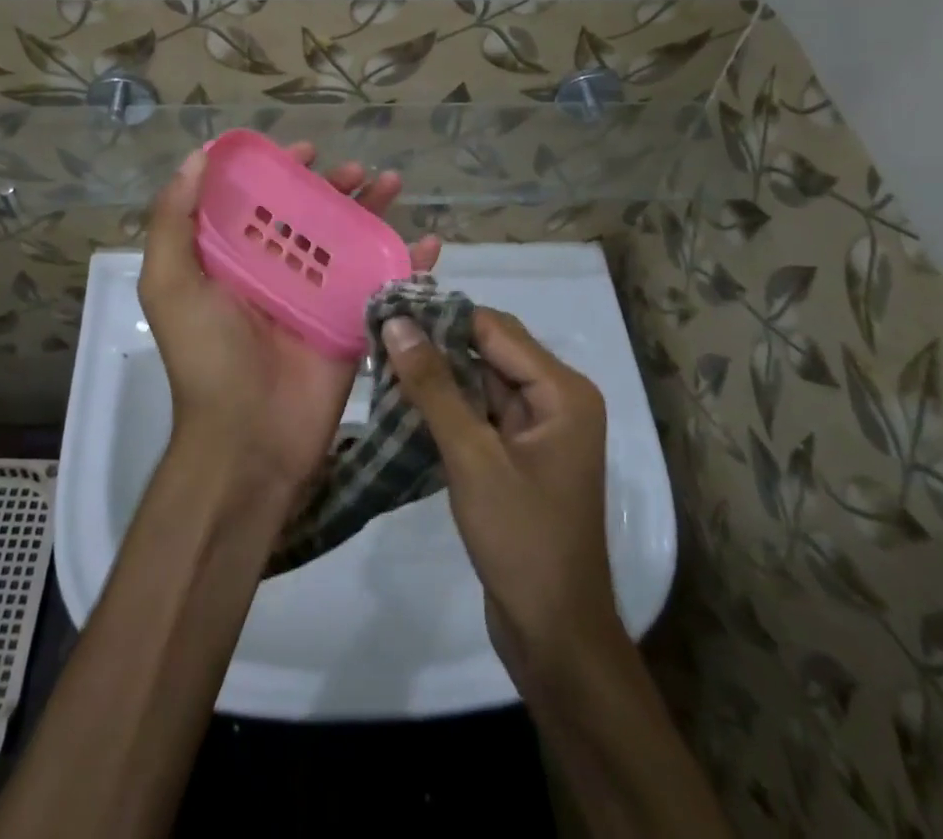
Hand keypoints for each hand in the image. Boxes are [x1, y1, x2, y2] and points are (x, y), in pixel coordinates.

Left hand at [140, 143, 440, 503]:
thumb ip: (173, 221)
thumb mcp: (170, 284)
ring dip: (374, 210)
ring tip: (393, 185)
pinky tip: (430, 243)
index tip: (305, 151)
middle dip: (336, 186)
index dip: (281, 172)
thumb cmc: (206, 356)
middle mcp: (277, 273)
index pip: (260, 203)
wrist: (248, 440)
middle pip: (312, 216)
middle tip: (359, 169)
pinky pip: (382, 283)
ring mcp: (318, 298)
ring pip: (350, 241)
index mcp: (234, 260)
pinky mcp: (351, 323)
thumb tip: (197, 158)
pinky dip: (408, 262)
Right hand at [382, 309, 622, 690]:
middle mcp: (557, 399)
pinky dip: (447, 406)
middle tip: (379, 334)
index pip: (496, 329)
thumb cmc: (522, 540)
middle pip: (490, 351)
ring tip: (382, 360)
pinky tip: (404, 401)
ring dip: (438, 375)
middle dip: (437, 344)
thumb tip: (397, 324)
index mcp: (562, 391)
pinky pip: (480, 412)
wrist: (555, 636)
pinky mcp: (519, 454)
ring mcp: (539, 428)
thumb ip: (434, 387)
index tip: (390, 307)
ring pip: (481, 381)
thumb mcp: (472, 457)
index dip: (443, 316)